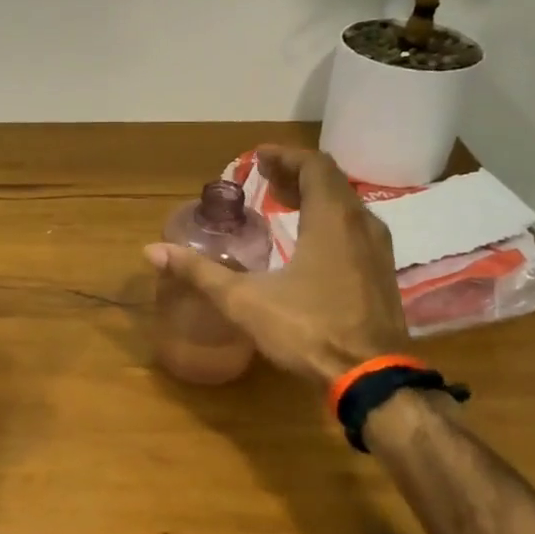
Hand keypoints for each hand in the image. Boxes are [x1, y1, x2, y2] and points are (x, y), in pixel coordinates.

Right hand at [144, 145, 410, 382]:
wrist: (372, 377)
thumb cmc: (308, 329)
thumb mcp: (244, 301)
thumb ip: (199, 273)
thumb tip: (152, 251)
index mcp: (331, 220)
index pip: (315, 166)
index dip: (286, 156)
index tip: (258, 158)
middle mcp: (360, 225)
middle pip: (331, 182)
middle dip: (296, 174)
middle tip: (265, 178)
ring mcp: (377, 250)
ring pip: (346, 206)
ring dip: (315, 197)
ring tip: (282, 203)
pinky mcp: (381, 274)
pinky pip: (354, 229)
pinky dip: (329, 220)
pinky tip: (308, 242)